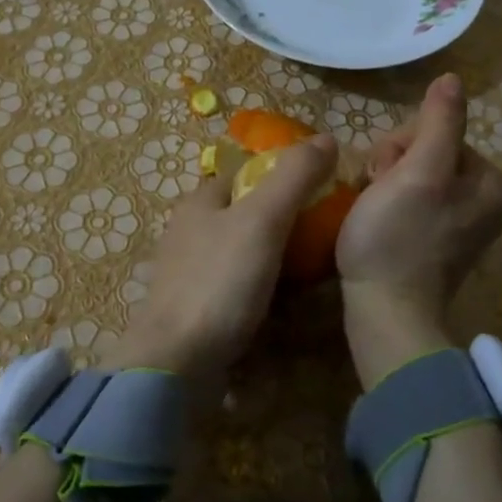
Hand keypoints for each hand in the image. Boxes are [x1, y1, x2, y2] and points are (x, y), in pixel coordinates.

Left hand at [114, 133, 340, 390]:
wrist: (175, 363)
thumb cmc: (219, 282)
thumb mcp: (262, 220)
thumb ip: (293, 178)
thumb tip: (326, 138)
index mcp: (200, 202)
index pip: (245, 174)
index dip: (281, 176)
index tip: (321, 190)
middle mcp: (189, 232)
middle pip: (244, 214)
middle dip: (282, 220)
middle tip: (324, 234)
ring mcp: (190, 273)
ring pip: (241, 252)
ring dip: (274, 257)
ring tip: (314, 269)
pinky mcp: (195, 310)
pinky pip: (236, 288)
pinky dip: (261, 289)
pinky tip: (284, 303)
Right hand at [336, 73, 501, 387]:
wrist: (386, 312)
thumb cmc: (399, 237)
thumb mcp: (419, 171)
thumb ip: (439, 122)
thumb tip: (453, 79)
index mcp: (490, 180)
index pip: (437, 130)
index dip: (400, 145)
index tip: (385, 175)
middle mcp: (485, 199)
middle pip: (426, 151)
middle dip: (393, 165)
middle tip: (376, 193)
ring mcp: (460, 223)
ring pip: (412, 174)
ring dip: (384, 184)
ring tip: (373, 211)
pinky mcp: (435, 242)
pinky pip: (409, 201)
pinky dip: (387, 205)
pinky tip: (376, 224)